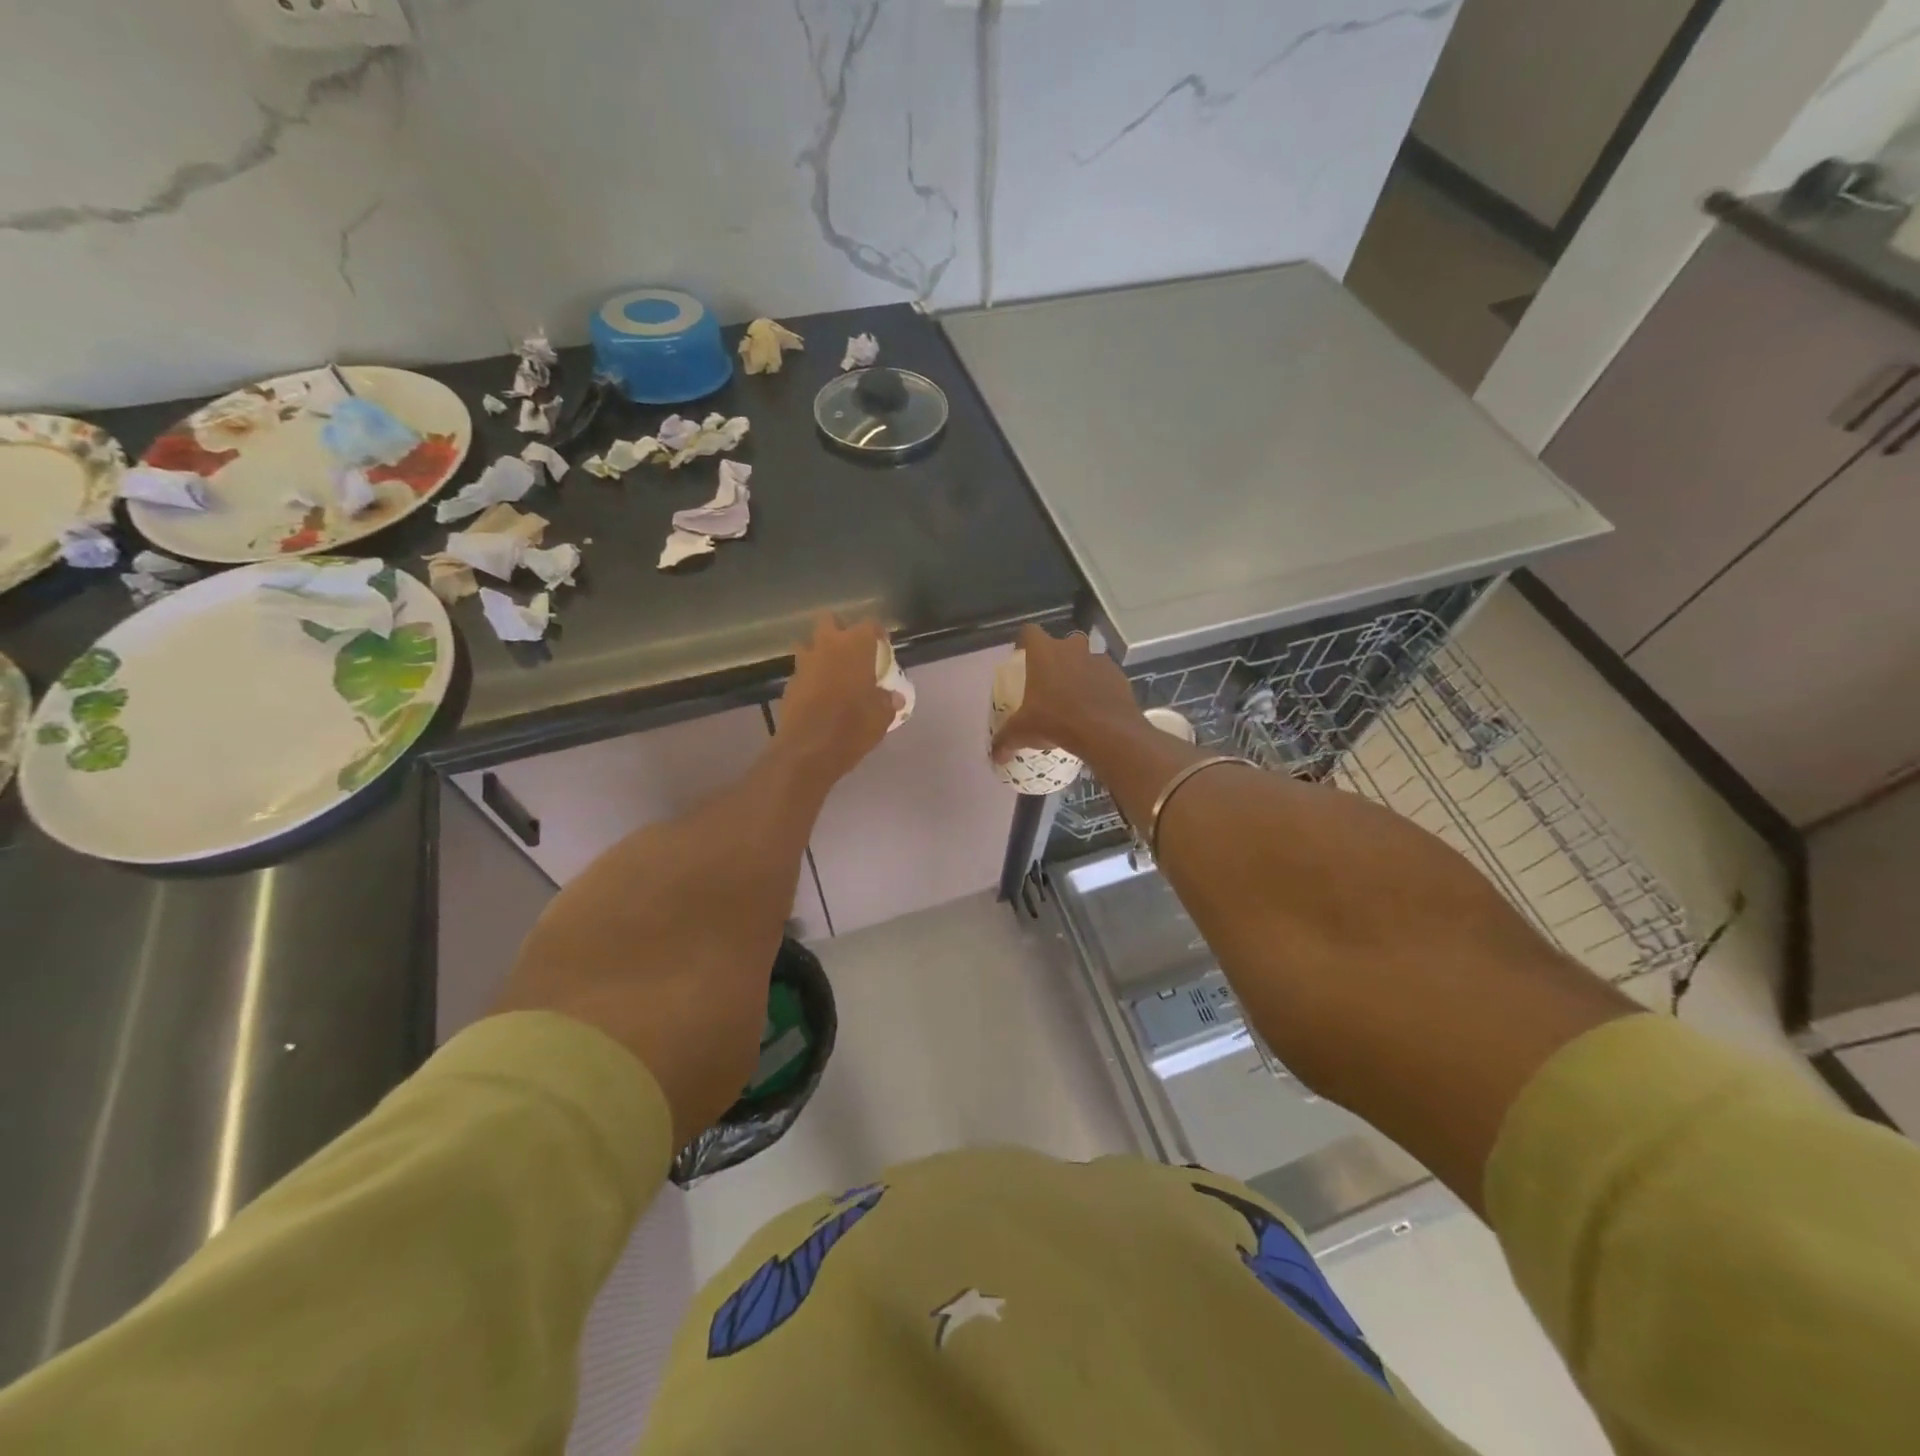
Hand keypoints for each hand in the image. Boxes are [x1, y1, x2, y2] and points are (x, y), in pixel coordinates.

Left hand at [775, 614, 901, 782]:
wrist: (809, 749)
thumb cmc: (853, 726)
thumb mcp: (882, 716)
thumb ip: (887, 701)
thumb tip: (893, 697)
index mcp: (855, 646)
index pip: (869, 625)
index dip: (877, 635)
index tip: (882, 647)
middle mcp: (827, 646)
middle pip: (830, 621)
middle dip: (840, 630)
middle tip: (852, 651)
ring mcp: (804, 663)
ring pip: (809, 644)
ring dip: (820, 653)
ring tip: (833, 673)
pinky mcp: (789, 683)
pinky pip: (802, 671)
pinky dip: (810, 678)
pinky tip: (819, 696)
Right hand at [991, 623, 1142, 762]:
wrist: (1106, 731)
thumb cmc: (1056, 721)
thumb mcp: (1022, 733)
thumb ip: (1005, 740)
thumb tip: (995, 756)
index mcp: (1044, 653)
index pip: (1030, 632)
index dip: (1025, 642)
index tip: (1023, 657)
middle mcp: (1072, 649)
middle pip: (1063, 643)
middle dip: (1058, 657)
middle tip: (1052, 680)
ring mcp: (1098, 660)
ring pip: (1087, 659)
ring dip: (1081, 671)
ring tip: (1076, 697)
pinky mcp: (1119, 676)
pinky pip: (1106, 676)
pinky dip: (1101, 687)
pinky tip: (1096, 708)